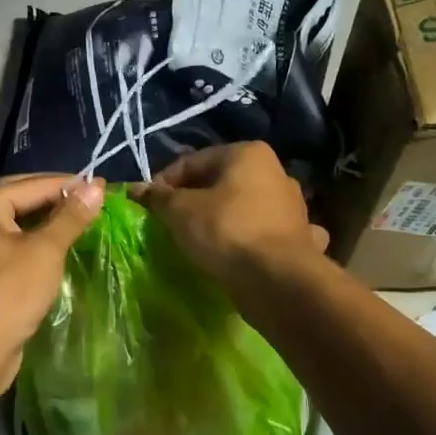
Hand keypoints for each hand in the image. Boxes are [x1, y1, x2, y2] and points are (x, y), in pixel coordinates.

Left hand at [0, 174, 105, 394]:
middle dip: (57, 201)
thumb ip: (70, 216)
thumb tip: (96, 186)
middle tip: (94, 204)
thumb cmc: (8, 294)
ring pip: (17, 224)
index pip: (32, 184)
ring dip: (47, 223)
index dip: (70, 184)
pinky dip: (35, 244)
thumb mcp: (45, 251)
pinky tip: (59, 249)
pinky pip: (12, 246)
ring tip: (82, 224)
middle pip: (21, 199)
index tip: (104, 186)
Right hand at [131, 142, 327, 292]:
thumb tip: (136, 189)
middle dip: (194, 200)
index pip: (192, 162)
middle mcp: (275, 172)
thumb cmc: (226, 231)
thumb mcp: (180, 211)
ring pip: (244, 207)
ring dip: (224, 218)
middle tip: (170, 223)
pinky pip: (265, 232)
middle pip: (220, 183)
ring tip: (200, 240)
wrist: (278, 280)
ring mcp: (292, 205)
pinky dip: (252, 238)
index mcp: (247, 154)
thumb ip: (158, 197)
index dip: (164, 183)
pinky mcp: (299, 237)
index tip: (148, 206)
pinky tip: (242, 252)